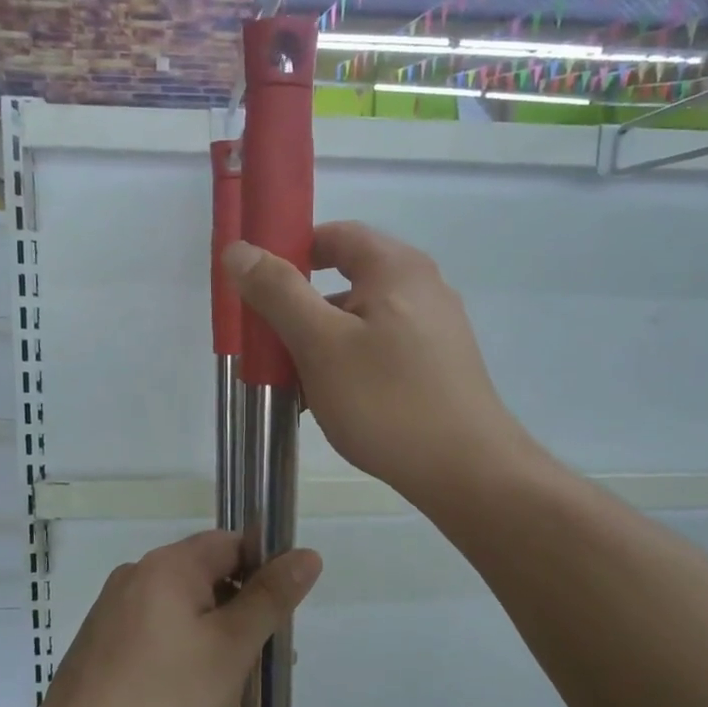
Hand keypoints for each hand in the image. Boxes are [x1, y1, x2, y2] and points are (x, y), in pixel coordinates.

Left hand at [36, 531, 321, 706]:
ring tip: (226, 686)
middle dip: (240, 610)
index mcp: (167, 566)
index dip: (263, 571)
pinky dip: (181, 651)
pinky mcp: (100, 645)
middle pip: (206, 575)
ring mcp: (112, 611)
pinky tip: (186, 696)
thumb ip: (270, 597)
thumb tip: (307, 554)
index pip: (231, 543)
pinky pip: (155, 632)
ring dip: (213, 635)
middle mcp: (135, 576)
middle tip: (260, 660)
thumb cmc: (165, 701)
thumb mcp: (231, 648)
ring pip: (181, 608)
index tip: (279, 617)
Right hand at [225, 222, 528, 510]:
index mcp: (396, 268)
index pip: (334, 235)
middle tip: (267, 346)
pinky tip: (327, 402)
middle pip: (345, 281)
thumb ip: (279, 292)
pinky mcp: (437, 367)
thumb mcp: (321, 344)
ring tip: (291, 386)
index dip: (289, 252)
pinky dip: (347, 365)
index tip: (256, 290)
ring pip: (359, 322)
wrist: (467, 472)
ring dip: (319, 345)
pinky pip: (379, 351)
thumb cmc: (387, 401)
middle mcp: (421, 288)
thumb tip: (240, 249)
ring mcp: (433, 330)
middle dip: (298, 310)